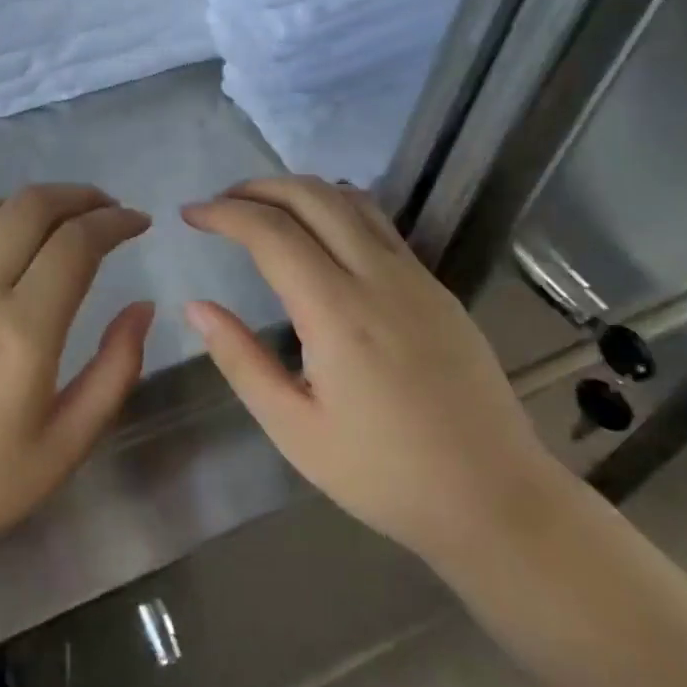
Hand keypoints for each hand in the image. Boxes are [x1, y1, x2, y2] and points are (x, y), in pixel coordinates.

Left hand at [0, 184, 154, 589]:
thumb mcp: (68, 444)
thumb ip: (115, 369)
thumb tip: (142, 306)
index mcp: (23, 332)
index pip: (76, 243)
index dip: (114, 221)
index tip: (138, 222)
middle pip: (30, 207)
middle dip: (77, 195)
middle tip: (105, 209)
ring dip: (31, 205)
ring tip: (58, 222)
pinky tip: (1, 255)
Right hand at [181, 177, 558, 562]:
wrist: (495, 498)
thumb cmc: (384, 474)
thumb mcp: (294, 430)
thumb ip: (240, 360)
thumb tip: (197, 308)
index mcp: (337, 312)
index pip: (271, 232)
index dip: (224, 213)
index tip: (191, 215)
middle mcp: (378, 277)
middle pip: (312, 197)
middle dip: (258, 187)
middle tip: (220, 202)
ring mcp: (415, 277)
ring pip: (351, 200)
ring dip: (299, 190)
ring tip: (262, 207)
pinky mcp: (437, 288)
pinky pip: (379, 224)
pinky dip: (336, 207)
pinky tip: (319, 231)